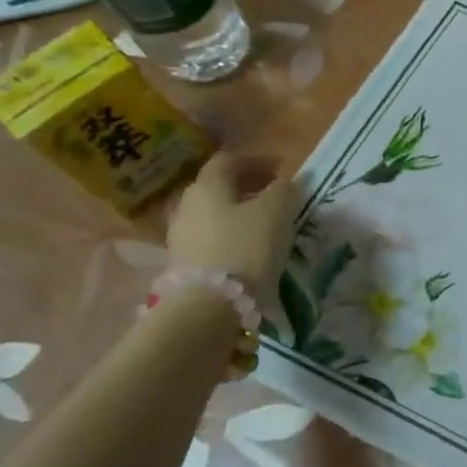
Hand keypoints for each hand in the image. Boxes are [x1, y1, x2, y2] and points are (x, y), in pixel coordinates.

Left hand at [165, 152, 301, 304]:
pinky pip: (212, 238)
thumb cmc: (246, 248)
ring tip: (266, 224)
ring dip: (239, 213)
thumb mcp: (277, 212)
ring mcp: (181, 236)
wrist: (209, 306)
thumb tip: (284, 183)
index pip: (229, 160)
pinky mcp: (185, 264)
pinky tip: (250, 248)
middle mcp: (188, 205)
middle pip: (218, 187)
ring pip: (214, 214)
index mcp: (208, 186)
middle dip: (247, 186)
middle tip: (274, 194)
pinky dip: (232, 235)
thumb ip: (284, 190)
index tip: (281, 169)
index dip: (256, 160)